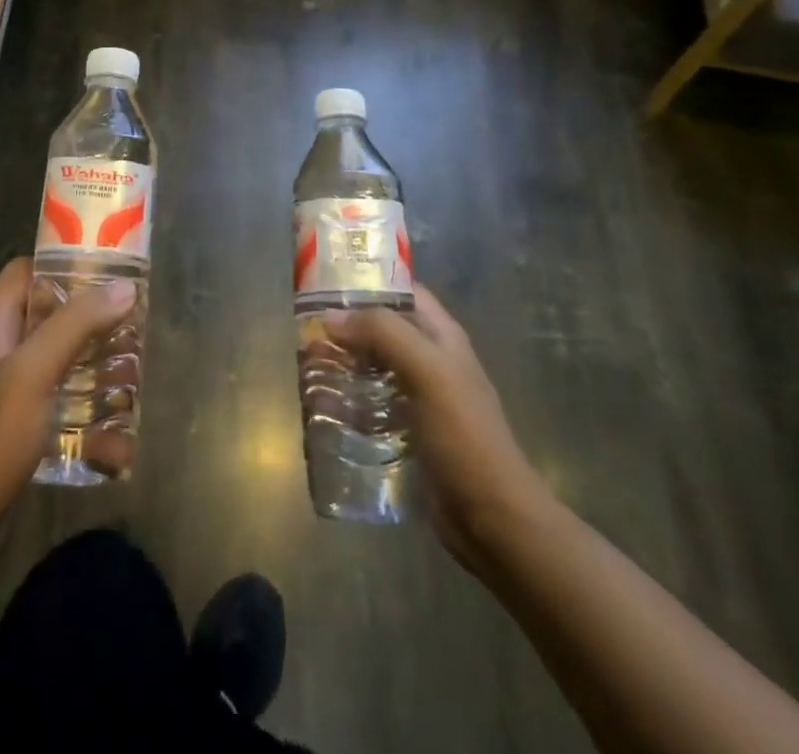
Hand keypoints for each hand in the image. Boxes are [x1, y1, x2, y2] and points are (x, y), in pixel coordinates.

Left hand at [0, 258, 134, 547]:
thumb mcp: (34, 370)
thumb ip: (76, 325)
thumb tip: (124, 288)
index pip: (24, 272)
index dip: (61, 265)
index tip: (105, 271)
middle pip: (47, 317)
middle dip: (89, 322)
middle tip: (129, 327)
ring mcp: (7, 391)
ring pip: (57, 362)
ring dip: (93, 369)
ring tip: (131, 378)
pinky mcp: (17, 427)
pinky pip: (58, 406)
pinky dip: (86, 417)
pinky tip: (116, 441)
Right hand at [325, 286, 553, 574]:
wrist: (493, 519)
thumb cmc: (464, 436)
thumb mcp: (428, 372)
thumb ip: (383, 334)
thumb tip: (331, 316)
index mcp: (443, 337)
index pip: (404, 291)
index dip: (369, 280)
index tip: (326, 280)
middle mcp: (431, 360)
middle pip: (383, 328)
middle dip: (347, 324)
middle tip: (306, 326)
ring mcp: (420, 398)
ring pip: (373, 366)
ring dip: (344, 362)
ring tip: (306, 361)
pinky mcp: (407, 431)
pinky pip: (371, 403)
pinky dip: (348, 398)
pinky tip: (322, 403)